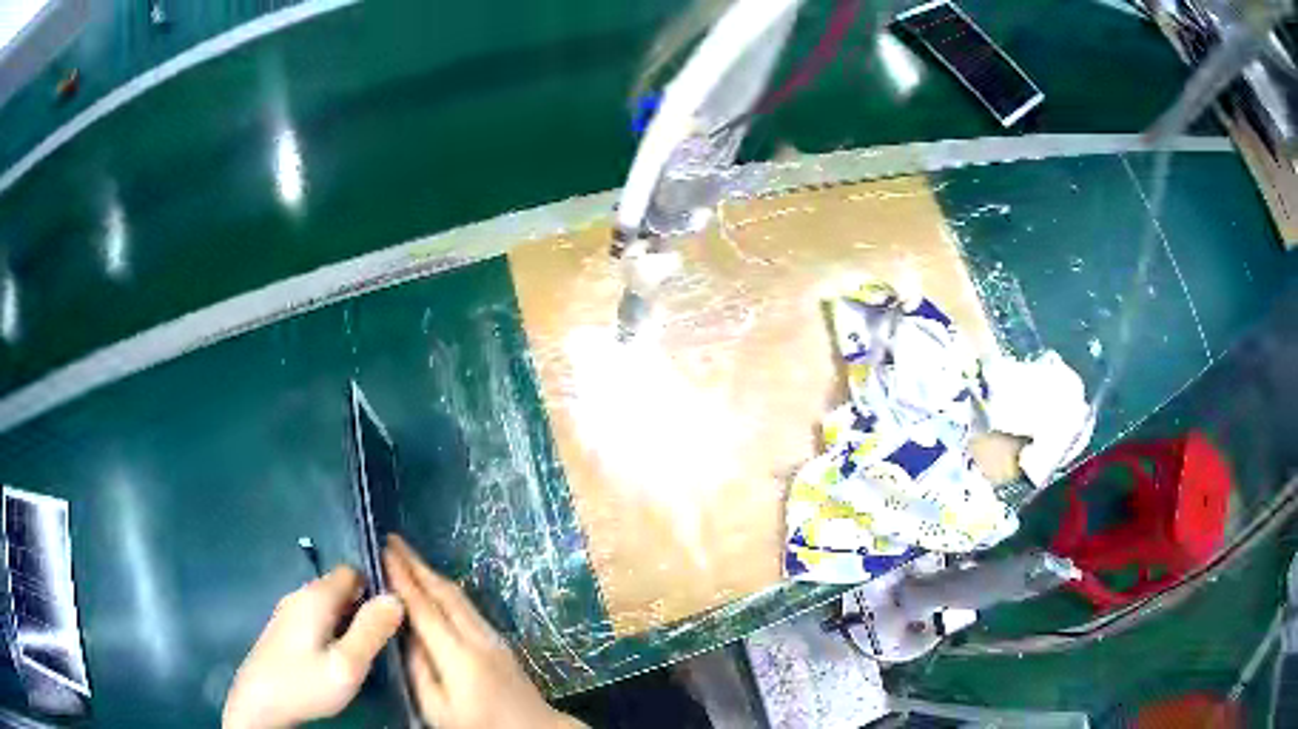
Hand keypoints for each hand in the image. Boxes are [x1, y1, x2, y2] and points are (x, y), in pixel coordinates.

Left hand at [223, 566, 404, 728]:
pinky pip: (319, 618)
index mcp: (316, 596)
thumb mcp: (347, 664)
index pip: (354, 571)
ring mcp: (290, 612)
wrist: (259, 703)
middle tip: (386, 639)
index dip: (378, 587)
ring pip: (330, 605)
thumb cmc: (304, 683)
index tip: (397, 615)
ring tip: (367, 651)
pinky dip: (335, 630)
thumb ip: (372, 631)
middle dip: (366, 607)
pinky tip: (340, 657)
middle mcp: (301, 595)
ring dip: (351, 621)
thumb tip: (397, 597)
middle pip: (342, 588)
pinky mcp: (285, 630)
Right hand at [384, 535, 581, 728]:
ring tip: (406, 556)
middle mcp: (478, 638)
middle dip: (417, 564)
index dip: (403, 578)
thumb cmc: (480, 726)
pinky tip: (433, 588)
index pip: (425, 608)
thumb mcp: (438, 709)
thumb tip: (406, 635)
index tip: (383, 551)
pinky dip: (446, 590)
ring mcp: (493, 637)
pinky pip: (467, 607)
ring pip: (459, 597)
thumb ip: (419, 670)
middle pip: (445, 593)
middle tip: (391, 540)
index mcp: (458, 656)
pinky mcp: (499, 642)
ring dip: (431, 573)